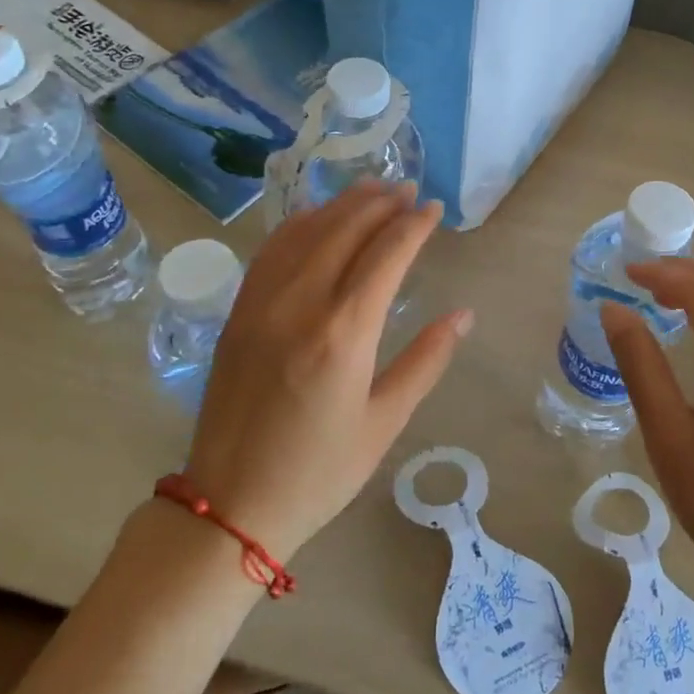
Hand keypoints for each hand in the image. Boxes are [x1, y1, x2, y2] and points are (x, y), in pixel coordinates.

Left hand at [183, 180, 470, 560]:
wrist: (231, 505)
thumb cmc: (319, 472)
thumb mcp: (385, 422)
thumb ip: (426, 361)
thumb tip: (463, 315)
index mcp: (343, 333)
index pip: (386, 254)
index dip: (414, 225)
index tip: (435, 209)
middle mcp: (301, 304)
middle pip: (345, 230)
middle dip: (381, 203)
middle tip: (408, 189)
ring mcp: (262, 304)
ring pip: (306, 232)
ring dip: (341, 205)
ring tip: (371, 190)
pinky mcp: (239, 312)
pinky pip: (271, 251)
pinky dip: (299, 224)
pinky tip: (316, 218)